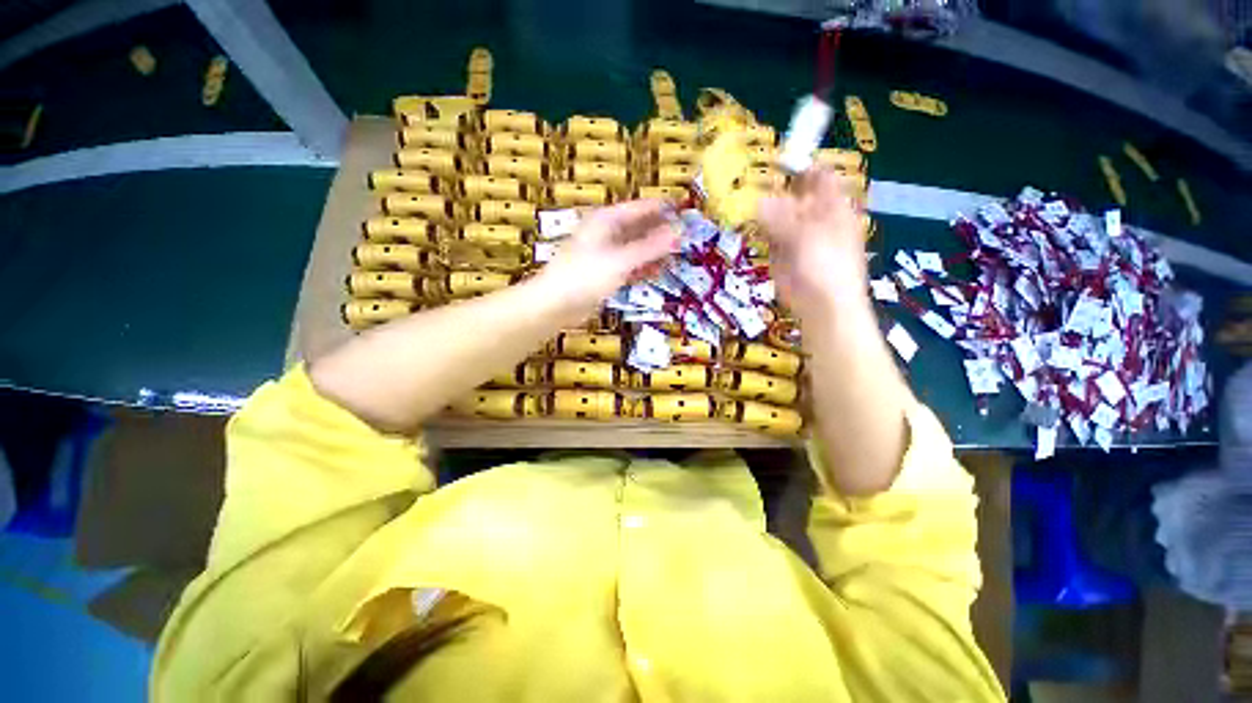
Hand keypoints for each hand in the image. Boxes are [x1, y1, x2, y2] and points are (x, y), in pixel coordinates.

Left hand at [540, 199, 679, 308]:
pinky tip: (658, 271)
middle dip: (662, 231)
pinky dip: (643, 267)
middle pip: (640, 227)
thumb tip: (679, 231)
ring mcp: (606, 254)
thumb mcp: (621, 260)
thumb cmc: (585, 276)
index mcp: (607, 220)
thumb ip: (650, 247)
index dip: (665, 208)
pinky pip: (629, 265)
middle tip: (687, 237)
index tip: (688, 212)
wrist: (555, 304)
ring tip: (678, 255)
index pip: (642, 208)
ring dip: (655, 251)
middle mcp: (607, 233)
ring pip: (636, 247)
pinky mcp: (605, 273)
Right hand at [758, 167, 866, 304]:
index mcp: (832, 206)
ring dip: (761, 207)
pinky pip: (768, 233)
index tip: (774, 161)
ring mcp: (796, 234)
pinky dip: (757, 227)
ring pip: (777, 213)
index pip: (818, 176)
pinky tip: (746, 220)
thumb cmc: (826, 268)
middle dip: (773, 186)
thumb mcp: (806, 237)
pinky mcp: (781, 252)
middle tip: (748, 178)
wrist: (822, 306)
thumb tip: (759, 201)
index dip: (800, 166)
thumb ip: (781, 218)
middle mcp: (814, 216)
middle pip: (793, 193)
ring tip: (740, 196)